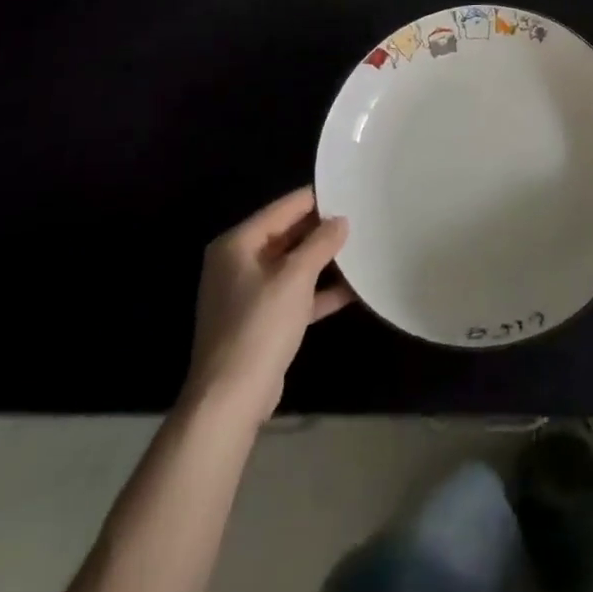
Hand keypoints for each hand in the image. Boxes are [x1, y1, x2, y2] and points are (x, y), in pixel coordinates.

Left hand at [182, 187, 351, 424]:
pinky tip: (353, 289)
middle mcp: (238, 263)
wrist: (230, 400)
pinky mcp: (261, 322)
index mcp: (238, 243)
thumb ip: (321, 243)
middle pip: (288, 235)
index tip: (351, 191)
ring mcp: (248, 294)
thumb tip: (340, 220)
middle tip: (362, 218)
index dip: (317, 199)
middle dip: (323, 231)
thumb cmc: (259, 326)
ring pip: (293, 266)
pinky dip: (319, 291)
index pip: (284, 208)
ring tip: (362, 248)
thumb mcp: (296, 277)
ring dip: (324, 262)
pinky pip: (294, 295)